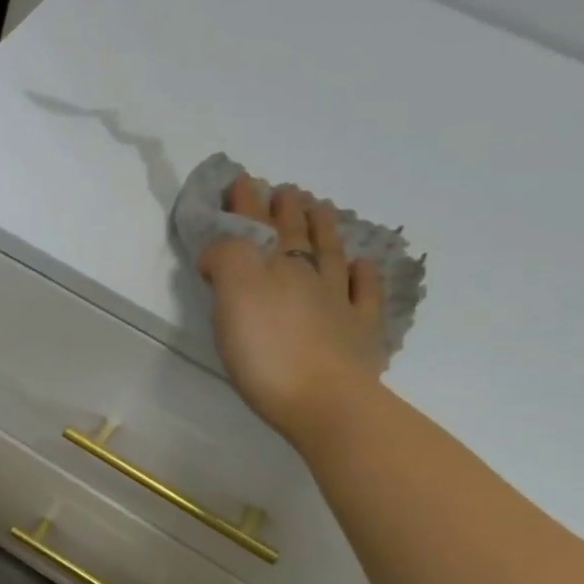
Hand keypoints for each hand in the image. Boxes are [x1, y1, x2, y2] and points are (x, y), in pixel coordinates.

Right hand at [198, 176, 386, 447]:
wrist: (324, 402)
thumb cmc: (267, 352)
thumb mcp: (233, 296)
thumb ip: (226, 261)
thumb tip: (219, 250)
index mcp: (271, 268)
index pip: (254, 227)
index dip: (246, 204)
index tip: (242, 180)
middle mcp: (306, 276)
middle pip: (295, 236)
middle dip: (286, 211)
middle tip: (286, 191)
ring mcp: (339, 302)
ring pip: (329, 256)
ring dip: (323, 230)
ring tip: (320, 210)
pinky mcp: (360, 332)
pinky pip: (364, 294)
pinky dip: (363, 275)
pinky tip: (362, 266)